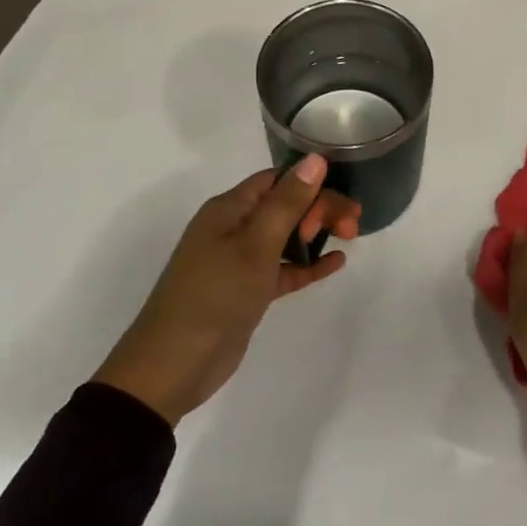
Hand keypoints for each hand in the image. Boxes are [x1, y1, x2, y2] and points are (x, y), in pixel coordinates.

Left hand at [94, 155, 360, 425]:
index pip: (276, 180)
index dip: (310, 183)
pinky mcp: (248, 291)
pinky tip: (336, 263)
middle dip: (319, 208)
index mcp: (229, 209)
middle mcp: (233, 228)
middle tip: (352, 224)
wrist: (174, 366)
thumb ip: (288, 202)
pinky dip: (307, 264)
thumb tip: (315, 159)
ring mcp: (239, 261)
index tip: (341, 198)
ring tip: (350, 237)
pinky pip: (283, 269)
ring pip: (286, 236)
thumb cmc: (215, 294)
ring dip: (316, 233)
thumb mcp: (256, 244)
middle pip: (284, 206)